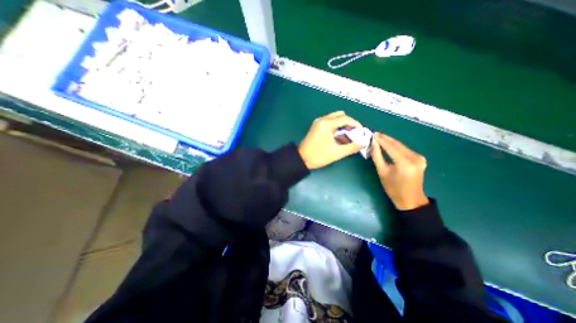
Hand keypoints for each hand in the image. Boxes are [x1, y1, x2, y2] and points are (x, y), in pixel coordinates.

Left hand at [300, 111, 360, 168]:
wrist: (302, 159)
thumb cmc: (318, 155)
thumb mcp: (337, 153)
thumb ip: (351, 147)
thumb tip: (361, 144)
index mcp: (326, 124)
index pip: (345, 119)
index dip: (355, 124)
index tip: (361, 131)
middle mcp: (322, 120)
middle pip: (340, 116)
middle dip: (349, 123)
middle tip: (354, 133)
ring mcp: (318, 123)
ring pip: (334, 119)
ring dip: (342, 125)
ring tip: (347, 136)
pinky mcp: (316, 127)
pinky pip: (329, 123)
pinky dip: (335, 127)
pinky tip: (338, 137)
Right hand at [372, 132, 429, 210]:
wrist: (410, 199)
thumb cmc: (393, 188)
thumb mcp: (382, 172)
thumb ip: (377, 156)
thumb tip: (373, 144)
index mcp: (404, 163)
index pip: (391, 147)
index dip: (381, 140)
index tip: (373, 134)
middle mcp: (414, 158)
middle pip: (397, 144)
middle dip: (386, 139)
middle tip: (375, 134)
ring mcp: (419, 158)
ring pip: (401, 146)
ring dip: (390, 142)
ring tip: (380, 138)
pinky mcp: (420, 158)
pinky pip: (405, 149)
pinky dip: (396, 146)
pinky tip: (389, 144)